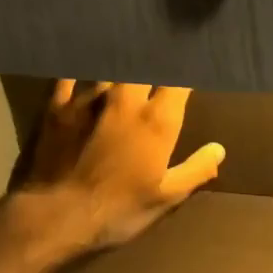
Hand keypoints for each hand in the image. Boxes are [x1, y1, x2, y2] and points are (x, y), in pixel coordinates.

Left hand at [10, 81, 225, 260]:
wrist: (54, 217)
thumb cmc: (117, 211)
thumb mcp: (166, 198)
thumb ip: (196, 170)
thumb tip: (218, 149)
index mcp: (156, 121)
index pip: (178, 81)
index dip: (185, 73)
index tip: (190, 70)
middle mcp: (124, 100)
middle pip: (142, 65)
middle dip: (151, 61)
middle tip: (156, 61)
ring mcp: (86, 99)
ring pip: (108, 68)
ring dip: (118, 64)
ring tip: (123, 55)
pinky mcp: (55, 107)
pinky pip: (69, 76)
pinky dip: (79, 70)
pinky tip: (80, 65)